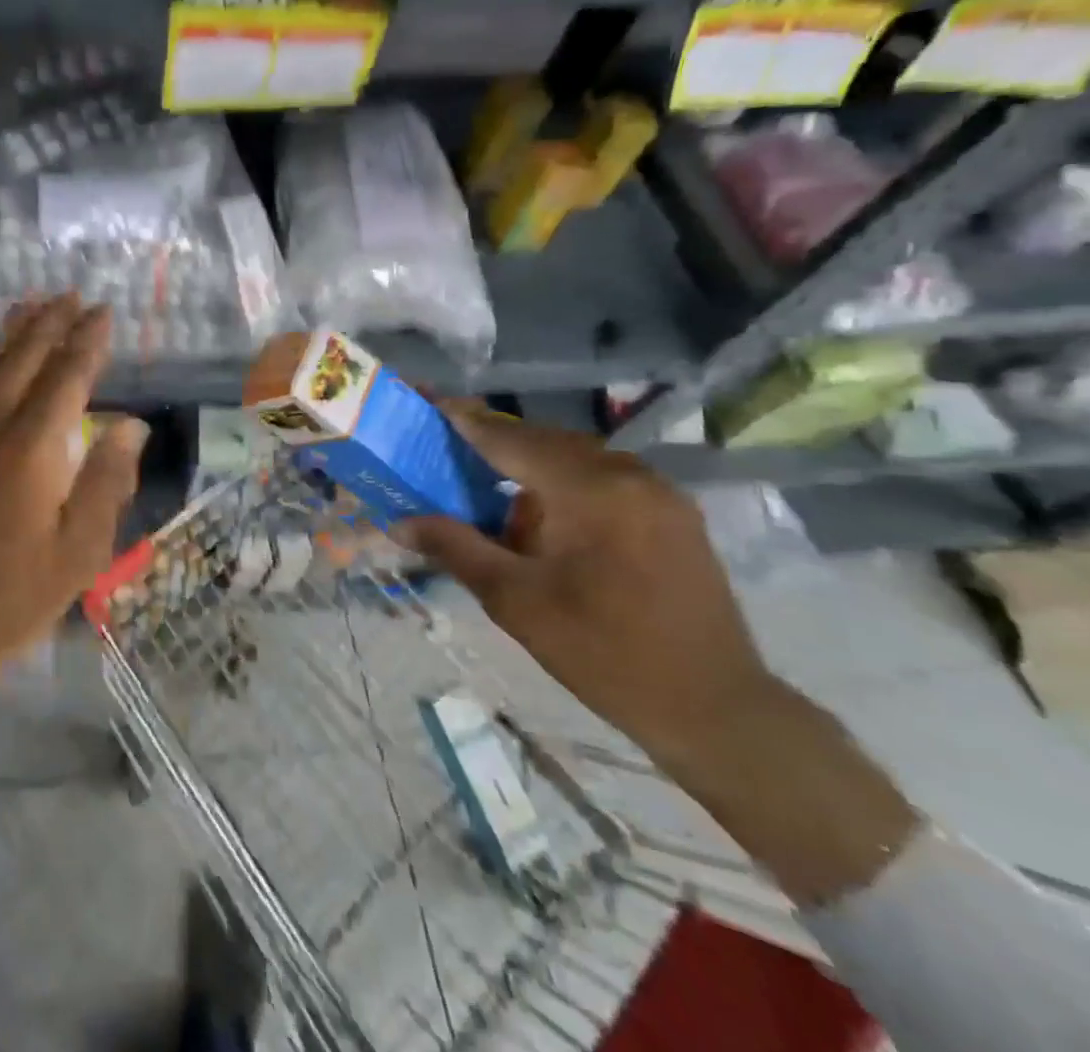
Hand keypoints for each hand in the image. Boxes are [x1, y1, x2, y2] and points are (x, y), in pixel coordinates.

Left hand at [0, 296, 147, 779]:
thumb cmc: (14, 595)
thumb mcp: (80, 550)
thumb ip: (107, 479)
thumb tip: (130, 423)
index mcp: (32, 448)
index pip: (67, 375)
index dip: (87, 341)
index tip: (103, 312)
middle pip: (22, 357)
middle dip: (49, 322)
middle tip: (70, 295)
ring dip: (10, 332)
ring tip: (30, 305)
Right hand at [394, 401, 776, 763]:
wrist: (716, 710)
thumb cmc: (605, 653)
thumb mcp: (515, 601)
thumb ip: (455, 548)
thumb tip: (397, 522)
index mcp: (590, 490)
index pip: (511, 439)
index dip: (466, 421)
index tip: (429, 402)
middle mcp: (629, 475)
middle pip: (544, 442)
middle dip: (495, 443)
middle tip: (449, 448)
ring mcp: (659, 493)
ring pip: (575, 459)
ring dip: (530, 466)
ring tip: (490, 487)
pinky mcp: (673, 515)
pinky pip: (604, 480)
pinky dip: (564, 485)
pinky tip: (543, 517)